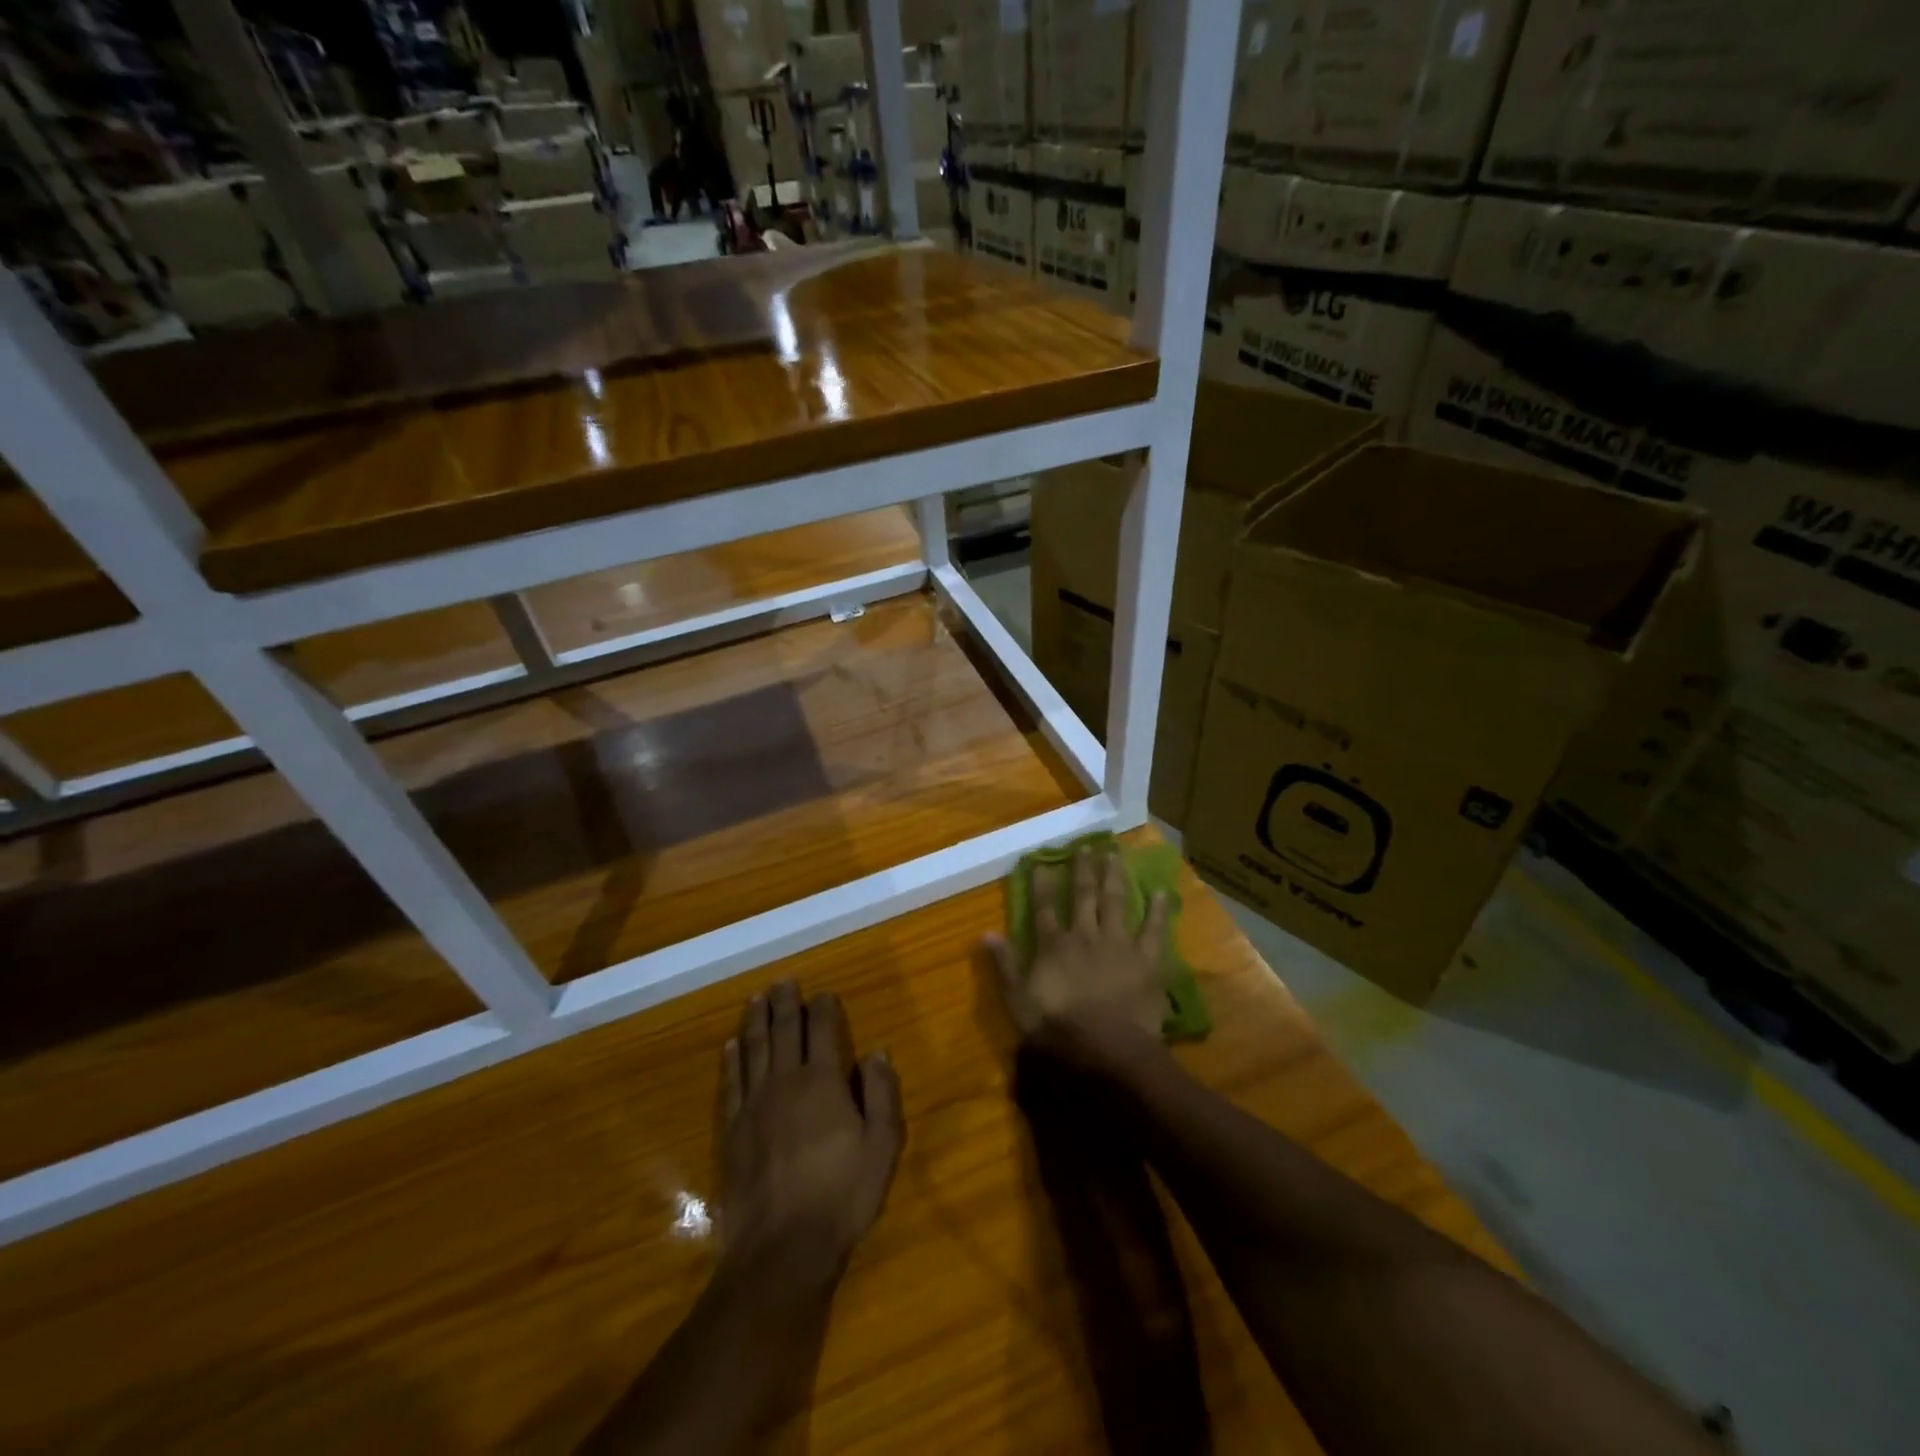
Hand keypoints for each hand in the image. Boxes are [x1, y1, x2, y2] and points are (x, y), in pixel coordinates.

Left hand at [719, 980, 903, 1282]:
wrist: (782, 1248)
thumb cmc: (841, 1195)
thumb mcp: (882, 1146)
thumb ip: (882, 1094)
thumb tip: (877, 1051)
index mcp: (823, 1081)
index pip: (822, 1030)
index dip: (823, 1007)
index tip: (823, 993)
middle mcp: (785, 1082)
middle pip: (784, 1031)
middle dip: (785, 1003)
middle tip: (783, 981)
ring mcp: (754, 1104)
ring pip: (753, 1049)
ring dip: (755, 1020)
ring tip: (756, 999)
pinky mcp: (732, 1129)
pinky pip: (731, 1082)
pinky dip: (731, 1059)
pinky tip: (730, 1045)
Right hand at [985, 845, 1172, 1069]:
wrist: (1108, 1048)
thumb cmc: (1058, 1029)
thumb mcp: (1018, 1001)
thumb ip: (1005, 965)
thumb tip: (985, 933)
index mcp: (1054, 945)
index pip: (1044, 908)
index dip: (1042, 884)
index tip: (1042, 862)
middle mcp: (1085, 935)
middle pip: (1084, 896)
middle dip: (1083, 869)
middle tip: (1086, 846)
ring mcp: (1118, 944)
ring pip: (1115, 902)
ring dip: (1114, 877)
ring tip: (1115, 855)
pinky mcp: (1146, 959)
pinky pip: (1154, 929)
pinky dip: (1158, 910)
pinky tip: (1160, 891)